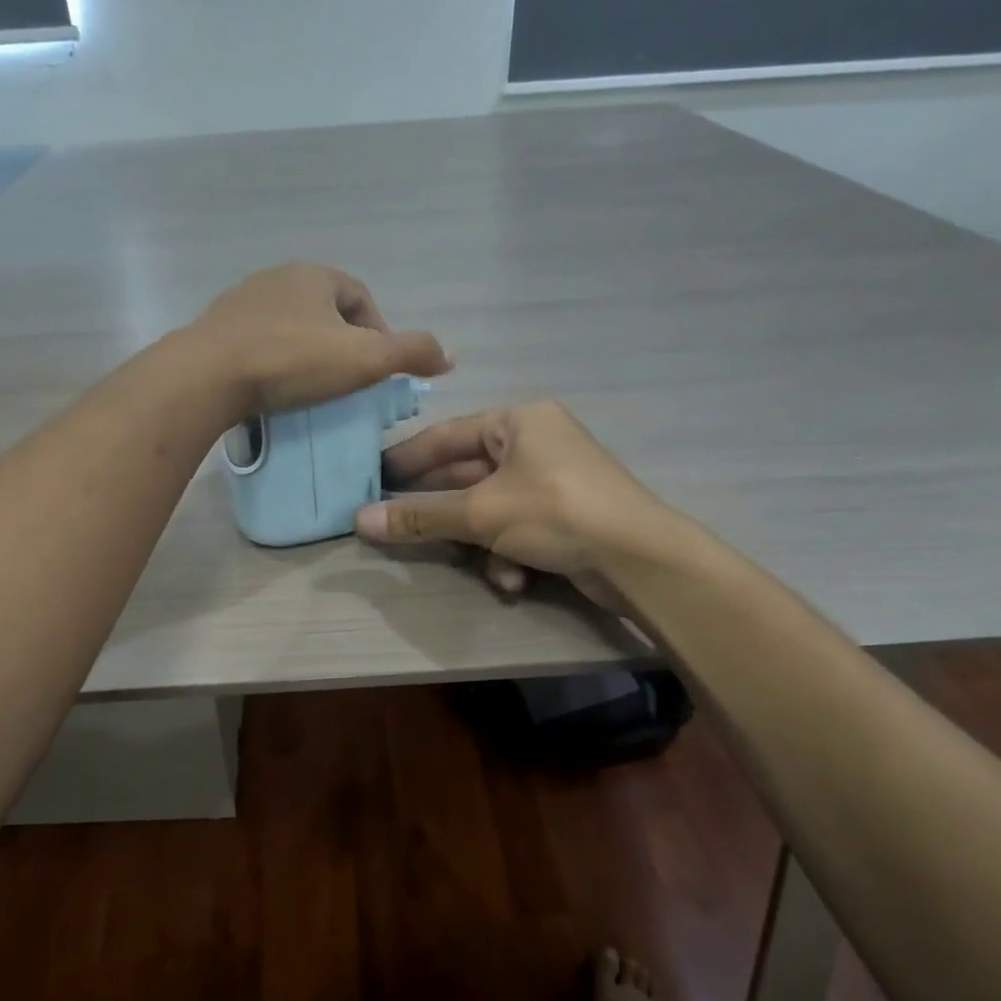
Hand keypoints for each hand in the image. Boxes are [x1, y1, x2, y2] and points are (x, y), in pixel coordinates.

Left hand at [192, 262, 449, 417]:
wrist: (208, 375)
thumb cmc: (292, 361)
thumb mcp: (365, 359)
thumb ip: (411, 353)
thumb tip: (451, 356)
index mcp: (315, 275)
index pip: (361, 298)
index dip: (378, 331)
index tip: (379, 370)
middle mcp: (277, 278)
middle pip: (324, 311)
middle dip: (342, 342)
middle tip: (349, 382)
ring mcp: (241, 302)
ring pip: (289, 327)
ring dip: (306, 352)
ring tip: (312, 390)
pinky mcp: (216, 330)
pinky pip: (258, 344)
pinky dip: (274, 362)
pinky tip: (274, 390)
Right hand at [355, 401, 683, 604]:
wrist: (639, 559)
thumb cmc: (555, 513)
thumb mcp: (481, 514)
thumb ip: (421, 516)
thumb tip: (361, 520)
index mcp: (518, 421)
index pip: (446, 435)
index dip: (406, 459)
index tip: (371, 478)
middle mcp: (535, 443)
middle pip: (467, 475)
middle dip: (442, 511)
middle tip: (398, 527)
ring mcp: (553, 480)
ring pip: (491, 508)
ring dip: (479, 542)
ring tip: (474, 563)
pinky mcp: (566, 515)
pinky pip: (518, 528)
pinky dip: (509, 553)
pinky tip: (514, 579)